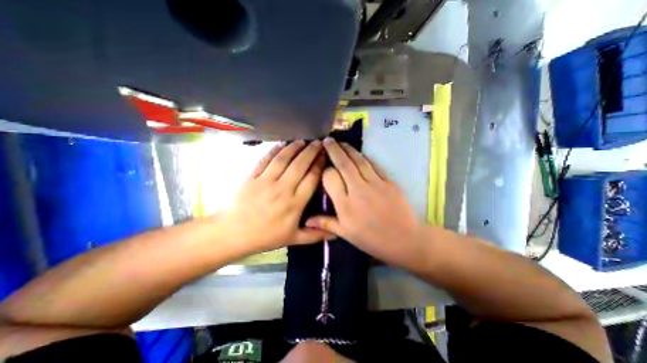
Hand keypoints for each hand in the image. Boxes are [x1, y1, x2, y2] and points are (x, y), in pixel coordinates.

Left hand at [215, 141, 329, 253]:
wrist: (233, 233)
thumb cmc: (266, 237)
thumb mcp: (293, 239)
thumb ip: (315, 235)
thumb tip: (336, 234)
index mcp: (295, 203)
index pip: (312, 178)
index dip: (320, 165)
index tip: (325, 156)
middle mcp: (283, 189)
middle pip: (300, 165)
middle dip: (311, 151)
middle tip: (319, 142)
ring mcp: (266, 181)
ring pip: (284, 159)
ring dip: (295, 147)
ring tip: (303, 140)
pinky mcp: (252, 176)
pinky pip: (266, 160)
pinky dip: (275, 150)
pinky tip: (282, 144)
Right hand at [307, 137, 427, 267]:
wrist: (405, 240)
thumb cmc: (372, 240)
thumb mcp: (347, 234)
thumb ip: (326, 223)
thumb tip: (306, 220)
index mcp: (345, 205)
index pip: (330, 178)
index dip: (325, 170)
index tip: (323, 167)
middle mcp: (358, 190)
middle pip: (343, 164)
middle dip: (334, 150)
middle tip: (327, 140)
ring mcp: (375, 184)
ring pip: (358, 161)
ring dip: (348, 149)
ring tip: (340, 142)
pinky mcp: (388, 181)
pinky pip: (373, 165)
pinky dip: (364, 157)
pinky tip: (358, 153)